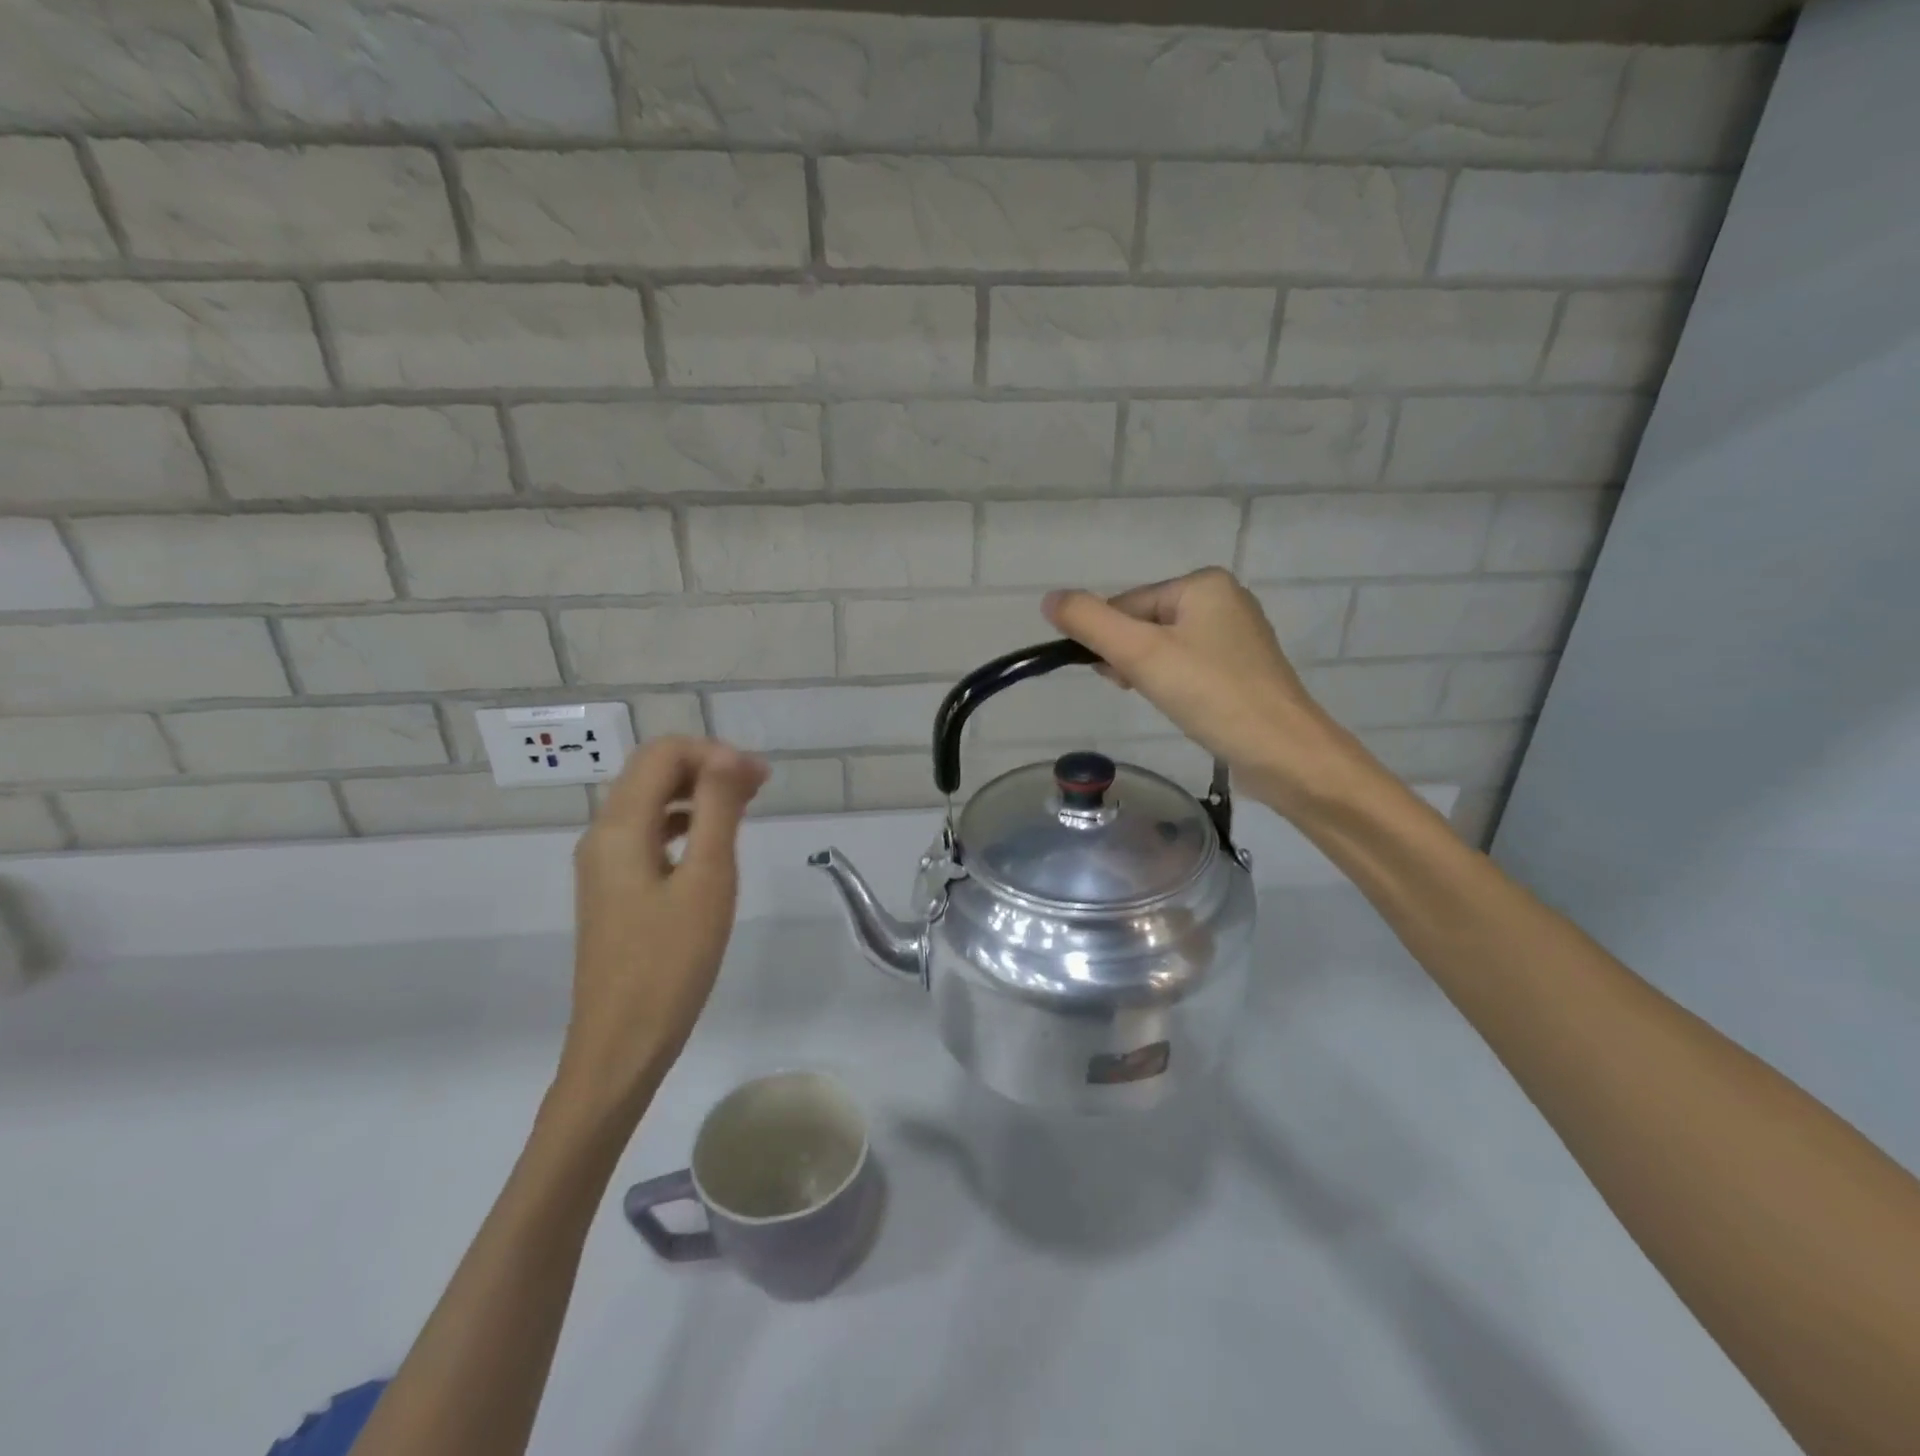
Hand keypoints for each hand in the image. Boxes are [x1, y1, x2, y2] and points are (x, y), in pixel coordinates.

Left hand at [557, 738, 768, 1121]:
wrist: (620, 1045)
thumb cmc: (671, 963)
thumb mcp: (706, 880)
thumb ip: (716, 810)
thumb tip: (728, 755)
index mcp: (619, 828)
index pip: (662, 754)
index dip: (713, 753)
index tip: (759, 779)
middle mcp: (602, 835)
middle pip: (651, 772)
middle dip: (706, 767)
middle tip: (759, 788)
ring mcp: (603, 864)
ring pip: (649, 802)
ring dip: (696, 793)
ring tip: (745, 810)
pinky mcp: (612, 888)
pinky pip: (647, 834)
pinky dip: (683, 823)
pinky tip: (712, 845)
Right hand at [1044, 568, 1367, 816]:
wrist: (1284, 752)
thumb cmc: (1210, 695)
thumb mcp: (1140, 654)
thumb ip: (1090, 622)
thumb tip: (1049, 599)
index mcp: (1204, 584)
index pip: (1128, 604)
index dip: (1110, 642)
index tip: (1116, 677)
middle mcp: (1225, 600)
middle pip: (1146, 624)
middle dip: (1131, 659)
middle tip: (1137, 689)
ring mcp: (1238, 636)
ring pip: (1166, 647)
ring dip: (1149, 673)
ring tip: (1162, 700)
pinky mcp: (1244, 669)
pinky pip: (1190, 666)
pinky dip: (1175, 684)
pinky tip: (1181, 706)